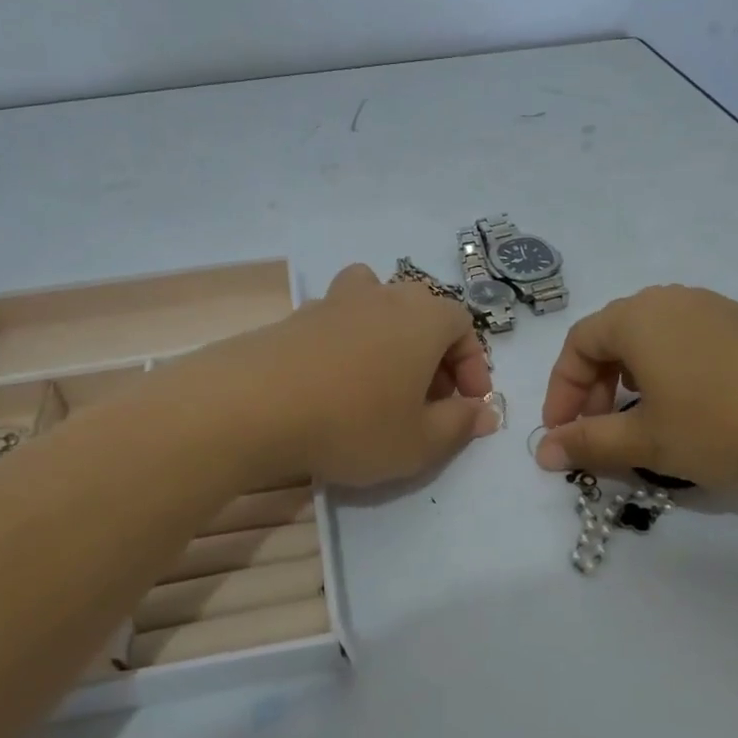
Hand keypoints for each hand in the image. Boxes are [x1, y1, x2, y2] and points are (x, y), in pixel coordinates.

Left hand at [185, 263, 499, 487]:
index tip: (468, 404)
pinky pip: (338, 324)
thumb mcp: (419, 442)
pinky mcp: (297, 316)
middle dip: (434, 356)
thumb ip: (459, 425)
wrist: (254, 405)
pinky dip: (349, 347)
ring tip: (382, 382)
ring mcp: (335, 301)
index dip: (472, 366)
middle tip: (428, 400)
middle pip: (422, 314)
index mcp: (424, 316)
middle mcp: (384, 295)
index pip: (463, 326)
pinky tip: (335, 386)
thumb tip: (483, 413)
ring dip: (390, 340)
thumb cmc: (354, 423)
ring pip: (377, 308)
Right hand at [535, 285, 737, 492]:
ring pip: (653, 341)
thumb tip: (544, 452)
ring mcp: (718, 309)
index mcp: (638, 317)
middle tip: (600, 432)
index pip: (576, 345)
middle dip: (595, 388)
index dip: (561, 392)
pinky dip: (672, 375)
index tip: (563, 435)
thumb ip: (590, 443)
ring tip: (644, 422)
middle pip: (612, 338)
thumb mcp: (649, 440)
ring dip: (632, 382)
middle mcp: (673, 301)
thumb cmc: (726, 422)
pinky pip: (691, 344)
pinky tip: (695, 411)